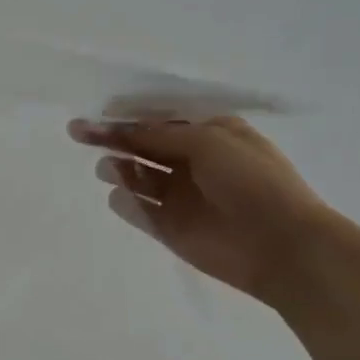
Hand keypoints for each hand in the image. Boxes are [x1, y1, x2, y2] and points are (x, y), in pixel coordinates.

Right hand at [69, 114, 338, 304]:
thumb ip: (160, 135)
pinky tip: (117, 196)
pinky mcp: (170, 229)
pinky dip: (125, 203)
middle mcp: (192, 163)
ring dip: (119, 169)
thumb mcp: (208, 141)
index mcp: (209, 135)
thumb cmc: (252, 180)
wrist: (282, 244)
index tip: (97, 115)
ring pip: (138, 178)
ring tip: (107, 169)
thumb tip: (123, 130)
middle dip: (112, 138)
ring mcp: (180, 198)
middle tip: (77, 132)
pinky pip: (139, 212)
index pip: (159, 121)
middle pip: (143, 147)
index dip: (128, 117)